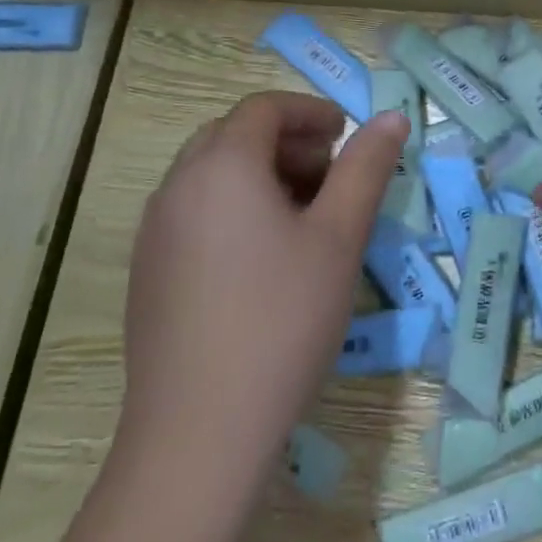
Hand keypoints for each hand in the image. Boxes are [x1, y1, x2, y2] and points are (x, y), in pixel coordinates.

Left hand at [112, 91, 407, 512]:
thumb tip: (392, 117)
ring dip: (261, 174)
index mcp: (222, 166)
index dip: (311, 113)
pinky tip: (265, 258)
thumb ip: (366, 168)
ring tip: (305, 217)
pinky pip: (195, 212)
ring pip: (211, 175)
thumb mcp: (339, 237)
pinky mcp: (149, 272)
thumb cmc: (283, 319)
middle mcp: (178, 186)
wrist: (199, 433)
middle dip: (287, 142)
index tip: (348, 137)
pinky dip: (234, 208)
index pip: (264, 108)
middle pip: (233, 135)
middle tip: (331, 176)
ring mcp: (155, 232)